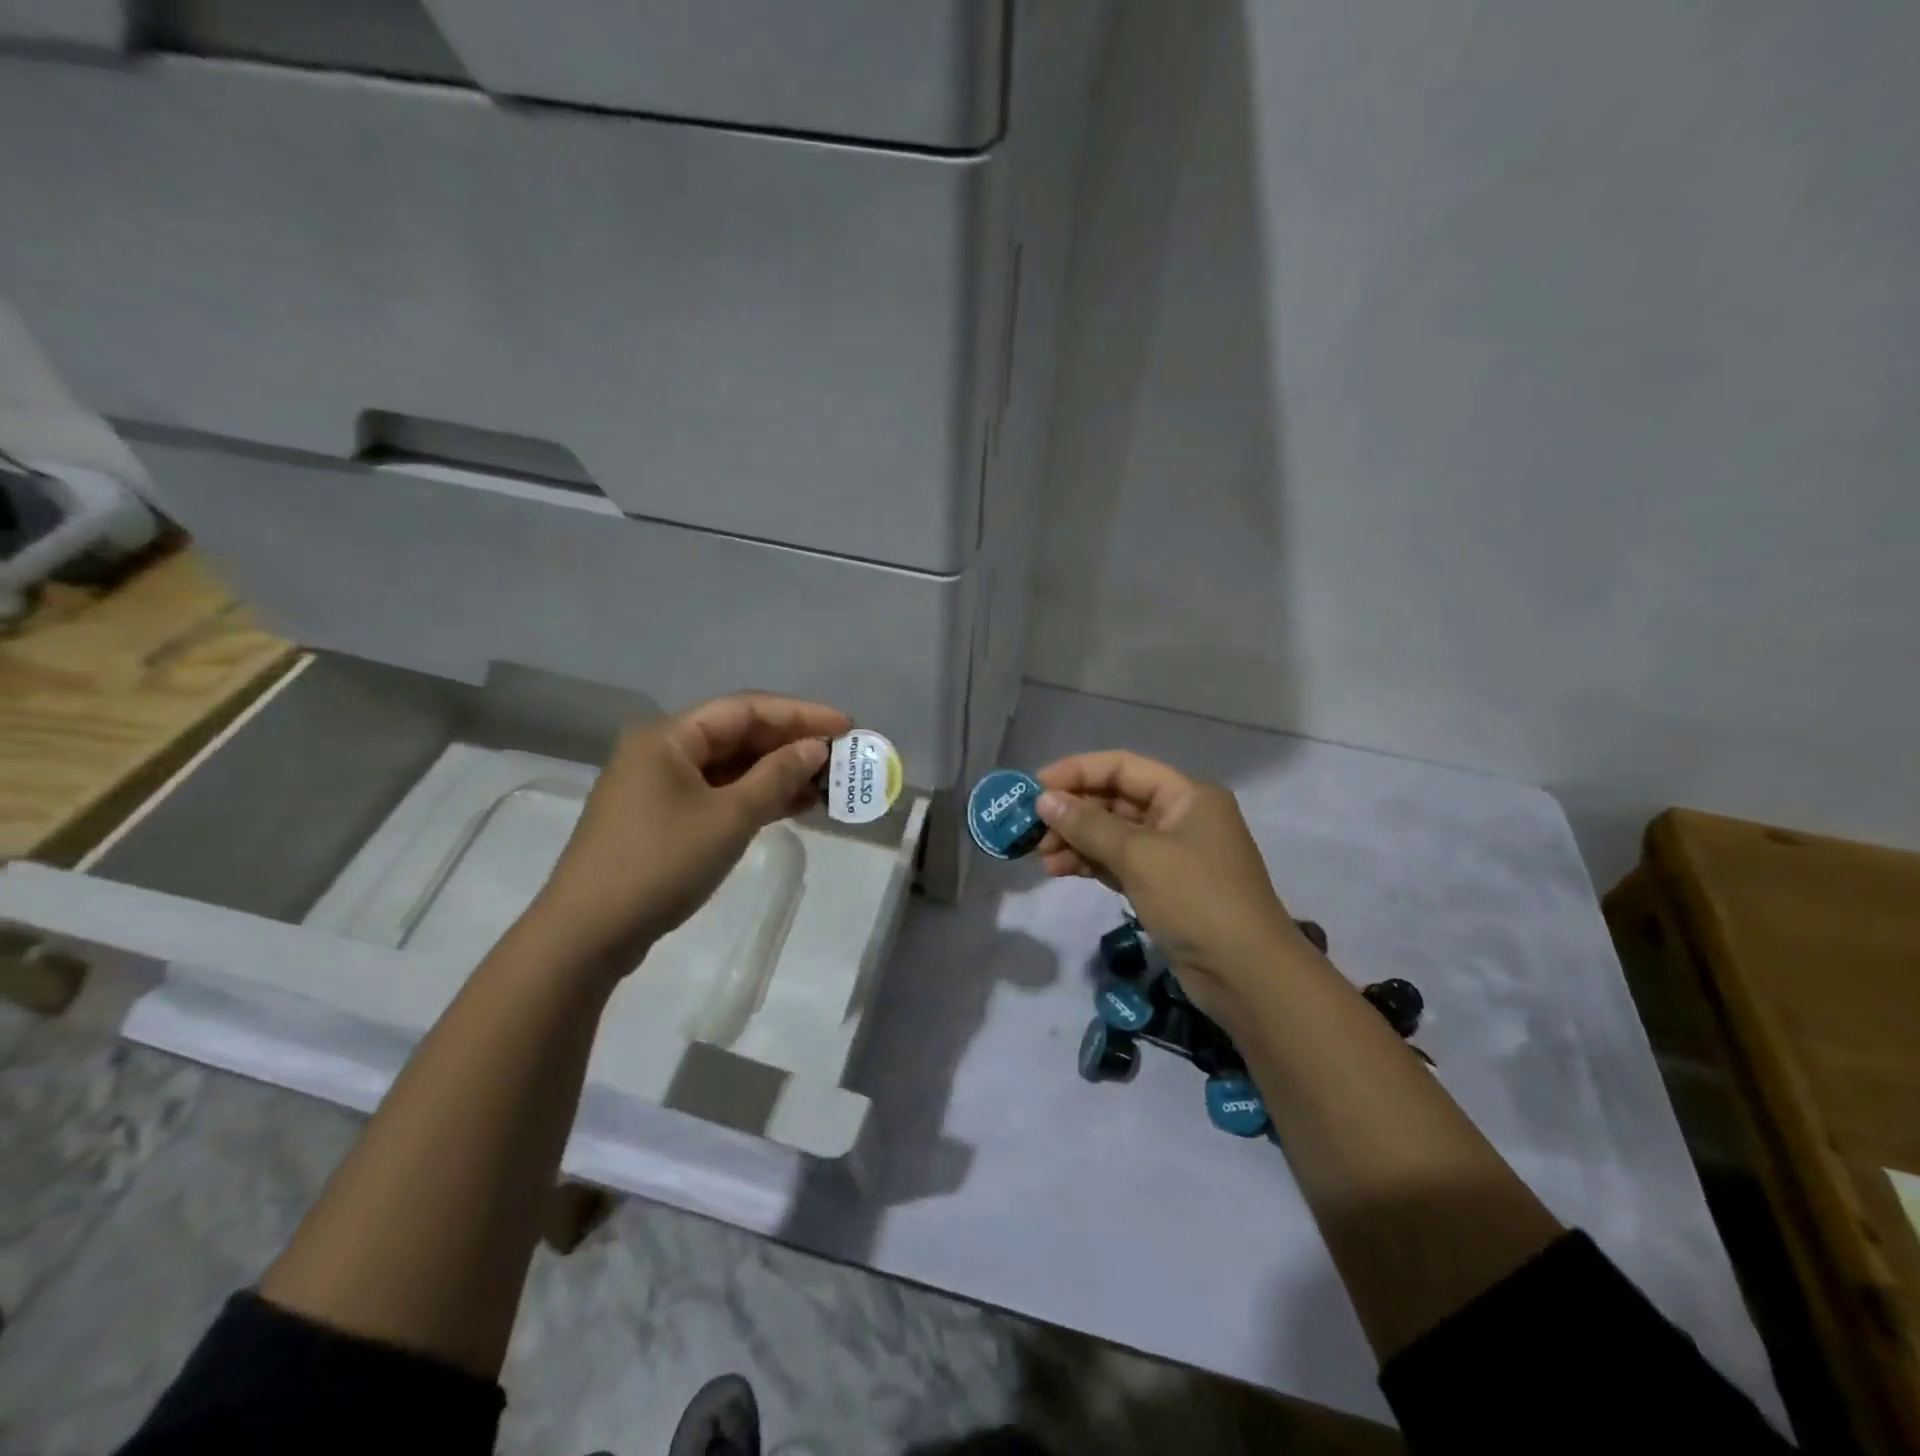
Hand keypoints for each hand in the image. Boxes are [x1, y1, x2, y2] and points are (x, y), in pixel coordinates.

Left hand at [527, 693, 849, 973]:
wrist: (588, 933)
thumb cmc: (661, 864)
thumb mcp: (729, 817)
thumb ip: (776, 777)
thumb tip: (815, 747)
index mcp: (669, 737)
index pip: (745, 710)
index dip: (800, 714)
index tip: (846, 726)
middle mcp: (662, 751)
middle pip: (737, 734)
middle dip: (790, 743)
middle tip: (840, 756)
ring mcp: (660, 786)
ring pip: (730, 767)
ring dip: (776, 772)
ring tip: (826, 782)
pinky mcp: (663, 818)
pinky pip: (718, 794)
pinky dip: (755, 797)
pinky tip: (793, 805)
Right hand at [1033, 751, 1321, 1025]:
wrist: (1246, 974)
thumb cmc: (1196, 898)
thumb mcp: (1139, 856)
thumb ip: (1088, 825)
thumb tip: (1044, 800)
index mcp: (1186, 795)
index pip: (1122, 767)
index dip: (1076, 772)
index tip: (1034, 787)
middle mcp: (1180, 816)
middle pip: (1115, 800)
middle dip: (1072, 812)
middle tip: (1030, 828)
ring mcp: (1172, 854)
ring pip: (1113, 834)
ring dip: (1076, 840)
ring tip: (1040, 856)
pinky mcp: (1163, 886)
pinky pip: (1118, 863)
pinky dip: (1090, 863)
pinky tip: (1059, 869)